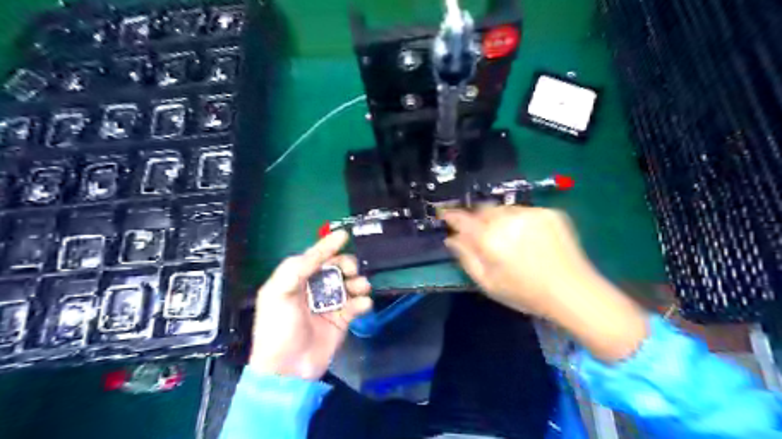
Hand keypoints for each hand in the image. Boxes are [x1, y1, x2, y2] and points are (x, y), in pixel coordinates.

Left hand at [251, 230, 371, 379]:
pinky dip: (363, 302)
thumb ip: (298, 267)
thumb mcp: (279, 292)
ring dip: (358, 282)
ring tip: (360, 287)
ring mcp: (329, 304)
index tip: (344, 235)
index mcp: (296, 280)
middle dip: (346, 265)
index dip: (328, 246)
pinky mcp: (342, 320)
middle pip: (337, 268)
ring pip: (350, 284)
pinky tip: (362, 305)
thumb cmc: (278, 327)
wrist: (288, 369)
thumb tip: (321, 250)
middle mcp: (314, 288)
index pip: (314, 257)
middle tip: (350, 272)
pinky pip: (357, 304)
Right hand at [443, 208, 590, 316]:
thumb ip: (466, 257)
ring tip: (508, 238)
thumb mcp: (487, 283)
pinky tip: (528, 237)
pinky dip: (520, 220)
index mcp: (489, 238)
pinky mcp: (549, 212)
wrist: (572, 292)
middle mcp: (508, 219)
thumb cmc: (525, 293)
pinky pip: (524, 211)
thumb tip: (451, 238)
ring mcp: (530, 213)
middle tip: (482, 233)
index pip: (462, 219)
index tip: (444, 214)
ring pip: (504, 209)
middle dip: (477, 218)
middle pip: (483, 209)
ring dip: (499, 218)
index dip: (451, 215)